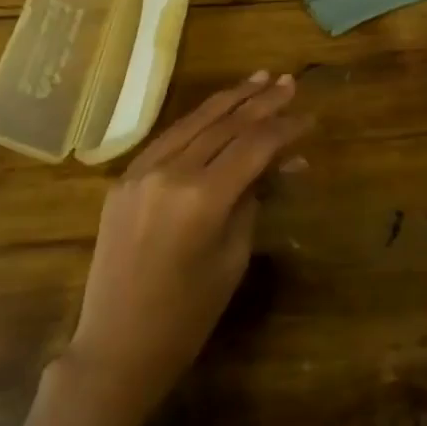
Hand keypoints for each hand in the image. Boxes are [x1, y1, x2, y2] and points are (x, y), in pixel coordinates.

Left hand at [58, 72, 311, 425]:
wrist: (116, 346)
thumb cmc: (187, 316)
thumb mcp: (232, 258)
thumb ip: (253, 200)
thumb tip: (281, 162)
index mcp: (202, 198)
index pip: (253, 146)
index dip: (285, 129)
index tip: (310, 118)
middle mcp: (169, 172)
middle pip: (225, 124)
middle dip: (261, 102)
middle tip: (290, 82)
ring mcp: (141, 171)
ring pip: (193, 121)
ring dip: (229, 99)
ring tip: (259, 79)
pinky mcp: (124, 178)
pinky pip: (168, 139)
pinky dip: (197, 121)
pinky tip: (217, 109)